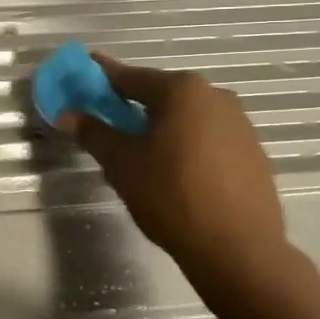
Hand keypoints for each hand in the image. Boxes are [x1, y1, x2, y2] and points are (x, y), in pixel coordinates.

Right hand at [57, 54, 288, 290]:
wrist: (237, 248)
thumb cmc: (171, 196)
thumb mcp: (121, 164)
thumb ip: (93, 133)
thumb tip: (67, 114)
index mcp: (181, 91)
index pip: (130, 77)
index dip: (101, 76)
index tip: (83, 70)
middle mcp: (215, 96)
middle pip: (161, 94)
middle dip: (131, 104)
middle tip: (106, 120)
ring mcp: (239, 123)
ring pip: (186, 116)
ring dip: (159, 125)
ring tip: (138, 150)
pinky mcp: (252, 151)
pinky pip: (207, 136)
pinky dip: (184, 142)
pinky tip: (172, 168)